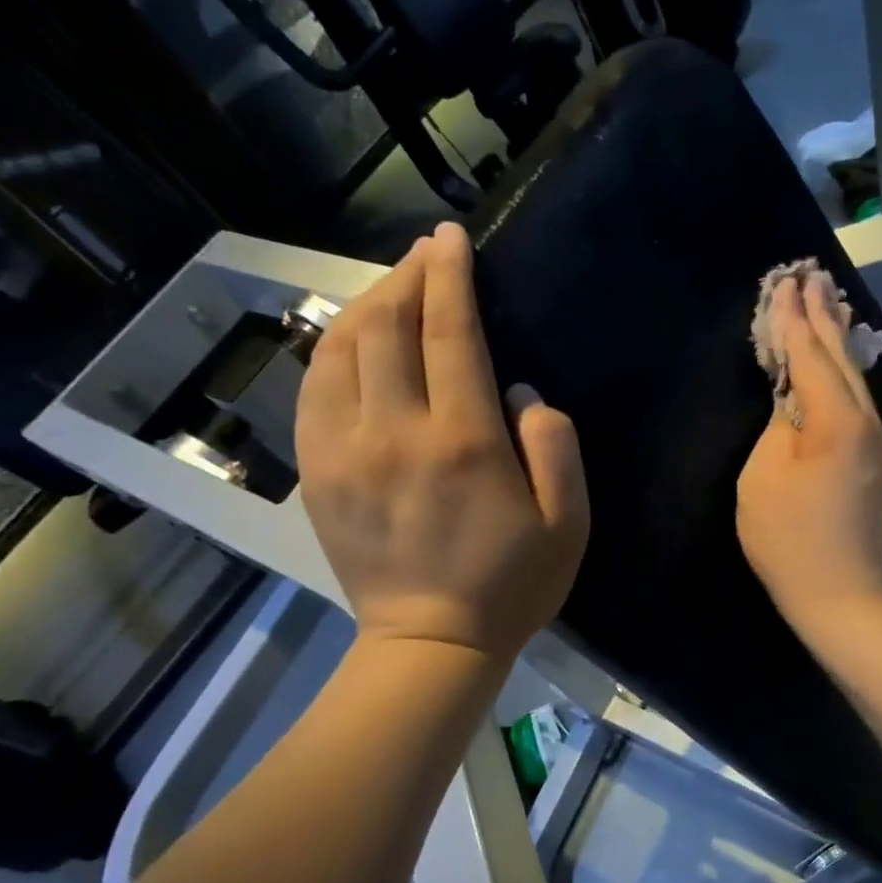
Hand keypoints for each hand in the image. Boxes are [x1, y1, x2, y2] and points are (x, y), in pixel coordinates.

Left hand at [296, 223, 588, 661]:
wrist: (431, 643)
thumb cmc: (511, 586)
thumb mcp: (568, 525)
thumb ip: (555, 448)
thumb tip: (519, 393)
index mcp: (463, 441)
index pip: (450, 333)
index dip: (450, 276)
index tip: (451, 239)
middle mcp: (395, 432)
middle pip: (387, 326)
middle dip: (407, 277)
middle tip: (426, 256)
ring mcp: (344, 451)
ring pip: (341, 349)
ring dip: (366, 306)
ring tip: (391, 291)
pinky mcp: (317, 473)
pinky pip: (313, 390)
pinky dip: (332, 351)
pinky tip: (351, 344)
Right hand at [736, 272, 881, 645]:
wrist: (841, 595)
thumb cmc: (789, 541)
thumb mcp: (762, 478)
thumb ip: (778, 426)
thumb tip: (793, 404)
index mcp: (836, 421)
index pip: (810, 356)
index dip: (792, 320)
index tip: (782, 283)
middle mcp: (868, 421)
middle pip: (841, 357)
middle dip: (822, 316)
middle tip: (809, 275)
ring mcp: (879, 442)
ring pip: (856, 377)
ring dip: (838, 339)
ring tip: (828, 302)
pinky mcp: (877, 461)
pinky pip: (859, 401)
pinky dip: (844, 372)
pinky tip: (840, 359)